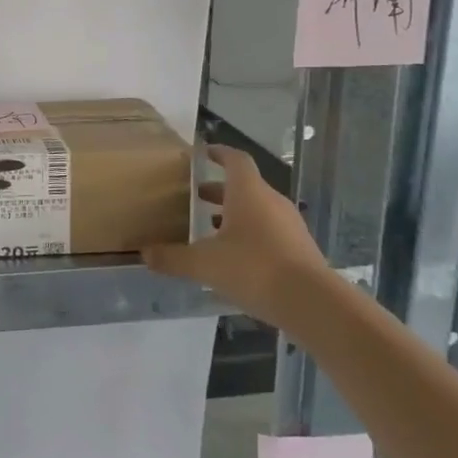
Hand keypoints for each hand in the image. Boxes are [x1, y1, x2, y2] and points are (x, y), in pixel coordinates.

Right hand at [143, 145, 331, 324]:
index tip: (203, 153)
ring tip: (210, 229)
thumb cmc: (254, 268)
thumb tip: (145, 253)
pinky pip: (269, 231)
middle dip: (219, 190)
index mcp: (248, 192)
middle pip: (244, 186)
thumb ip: (173, 257)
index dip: (219, 153)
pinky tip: (234, 258)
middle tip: (195, 196)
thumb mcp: (204, 264)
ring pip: (258, 210)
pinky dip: (250, 235)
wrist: (313, 304)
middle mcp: (271, 202)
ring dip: (234, 214)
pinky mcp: (300, 249)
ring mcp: (290, 226)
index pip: (235, 159)